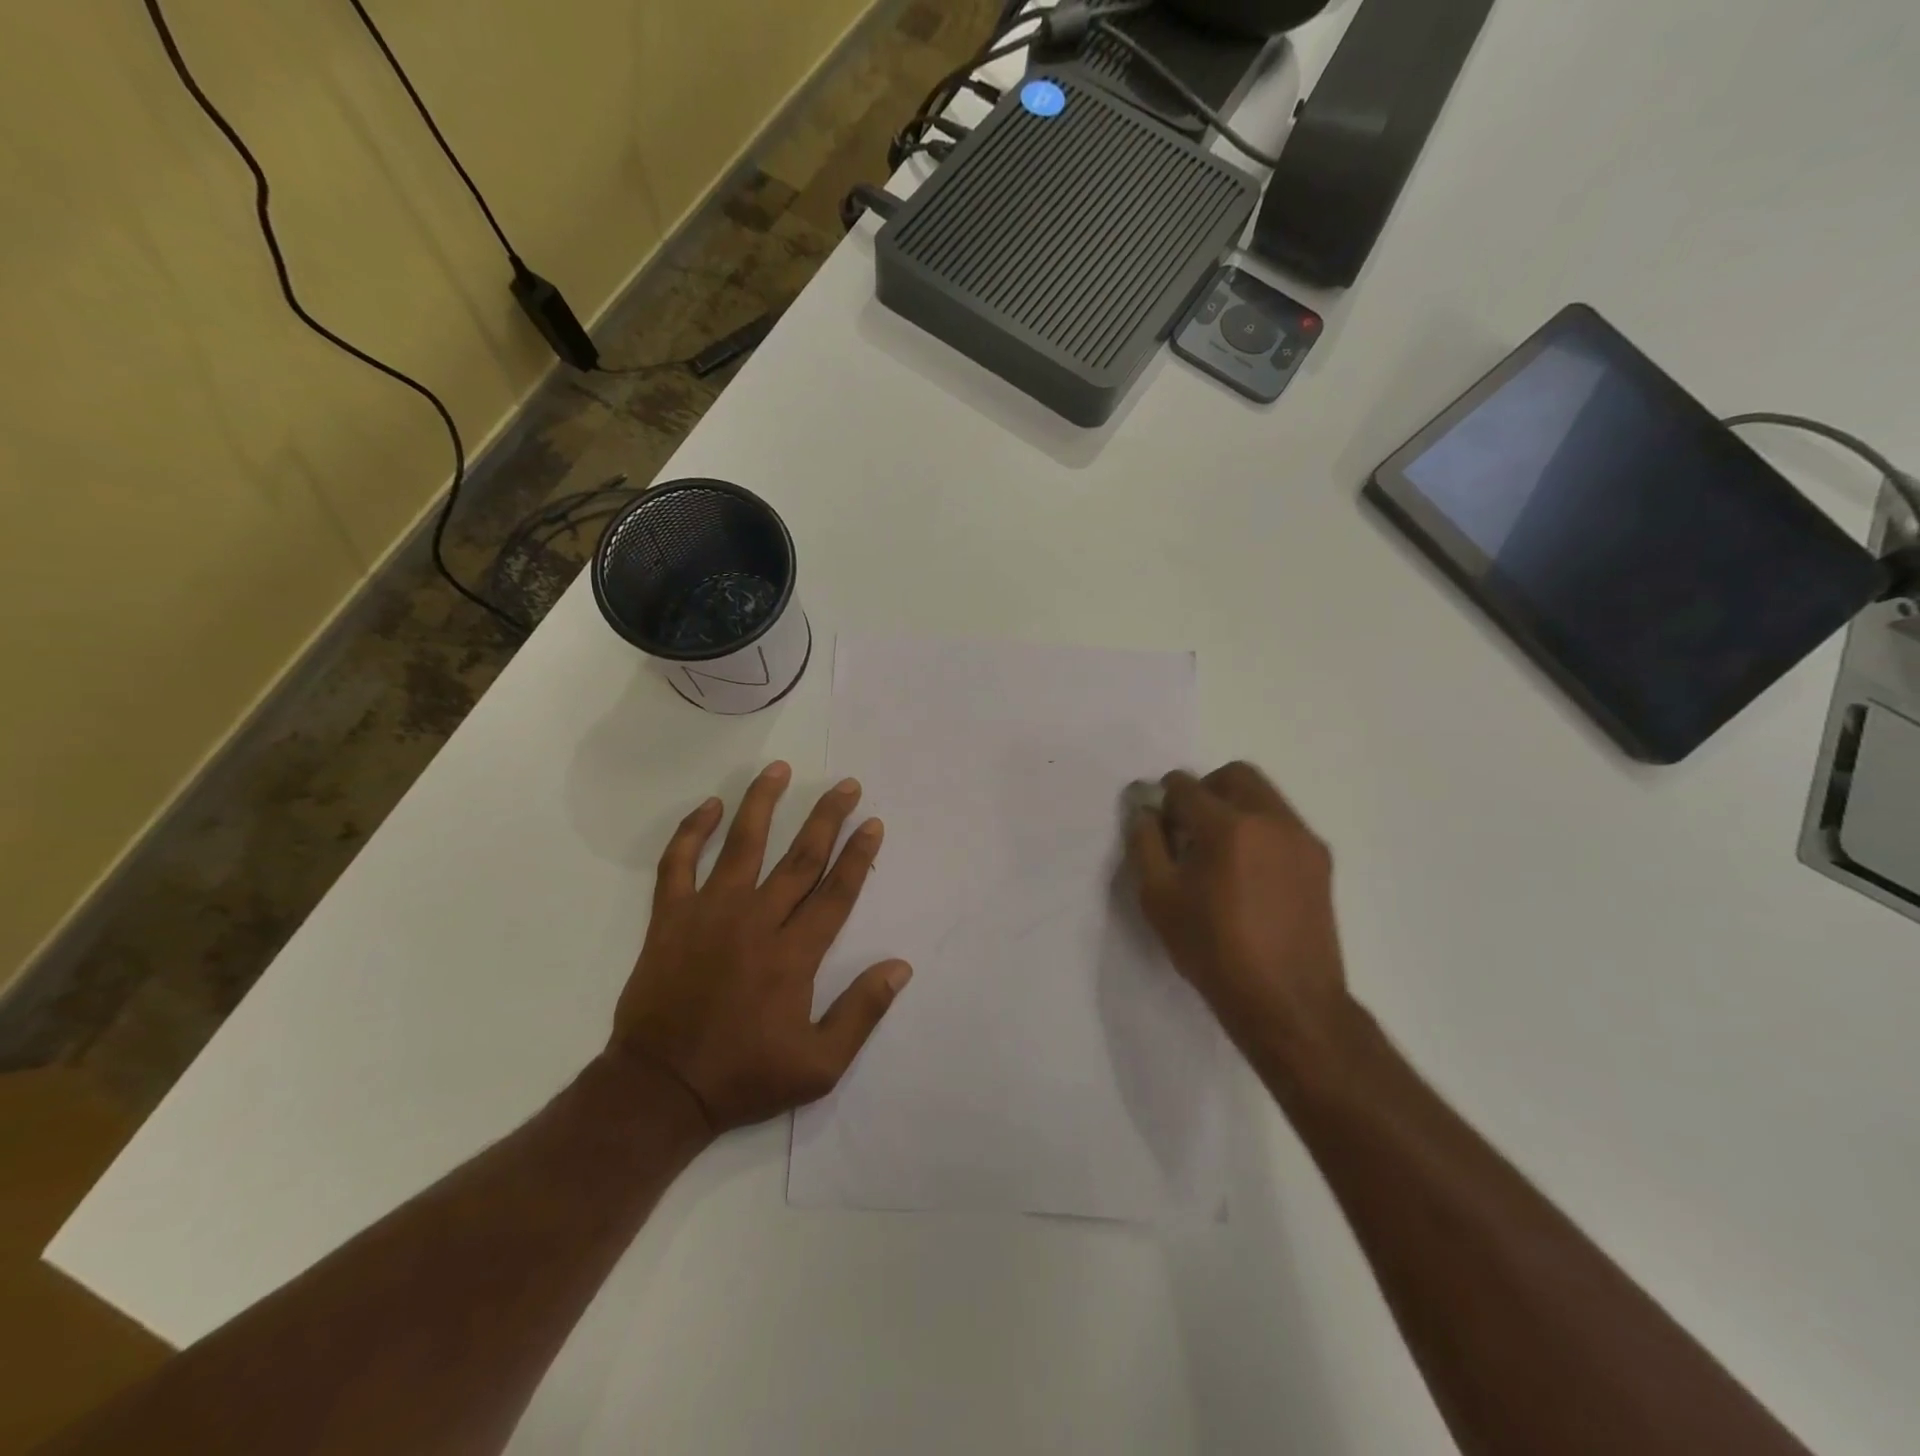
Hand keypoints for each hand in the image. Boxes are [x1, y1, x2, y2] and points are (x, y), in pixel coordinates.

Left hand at [609, 761, 911, 1133]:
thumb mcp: (819, 1066)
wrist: (660, 1089)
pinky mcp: (670, 918)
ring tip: (779, 769)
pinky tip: (708, 806)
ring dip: (762, 804)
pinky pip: (678, 864)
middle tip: (845, 785)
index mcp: (794, 955)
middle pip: (800, 858)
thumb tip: (899, 967)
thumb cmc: (744, 1077)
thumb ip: (862, 1013)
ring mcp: (709, 914)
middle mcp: (756, 922)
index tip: (872, 823)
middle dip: (826, 817)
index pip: (835, 892)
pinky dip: (691, 832)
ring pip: (741, 845)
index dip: (857, 855)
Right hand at [1126, 762, 1352, 1068]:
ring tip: (1219, 854)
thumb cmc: (1213, 951)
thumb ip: (1145, 843)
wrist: (1288, 1002)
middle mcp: (1270, 819)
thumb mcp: (1159, 898)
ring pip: (1262, 795)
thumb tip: (1145, 811)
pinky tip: (1248, 874)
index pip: (1185, 786)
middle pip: (1233, 775)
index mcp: (1227, 826)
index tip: (1158, 825)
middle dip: (1204, 790)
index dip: (1164, 799)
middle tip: (1188, 829)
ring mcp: (1302, 838)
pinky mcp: (1320, 859)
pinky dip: (1259, 830)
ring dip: (1234, 807)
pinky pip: (1282, 823)